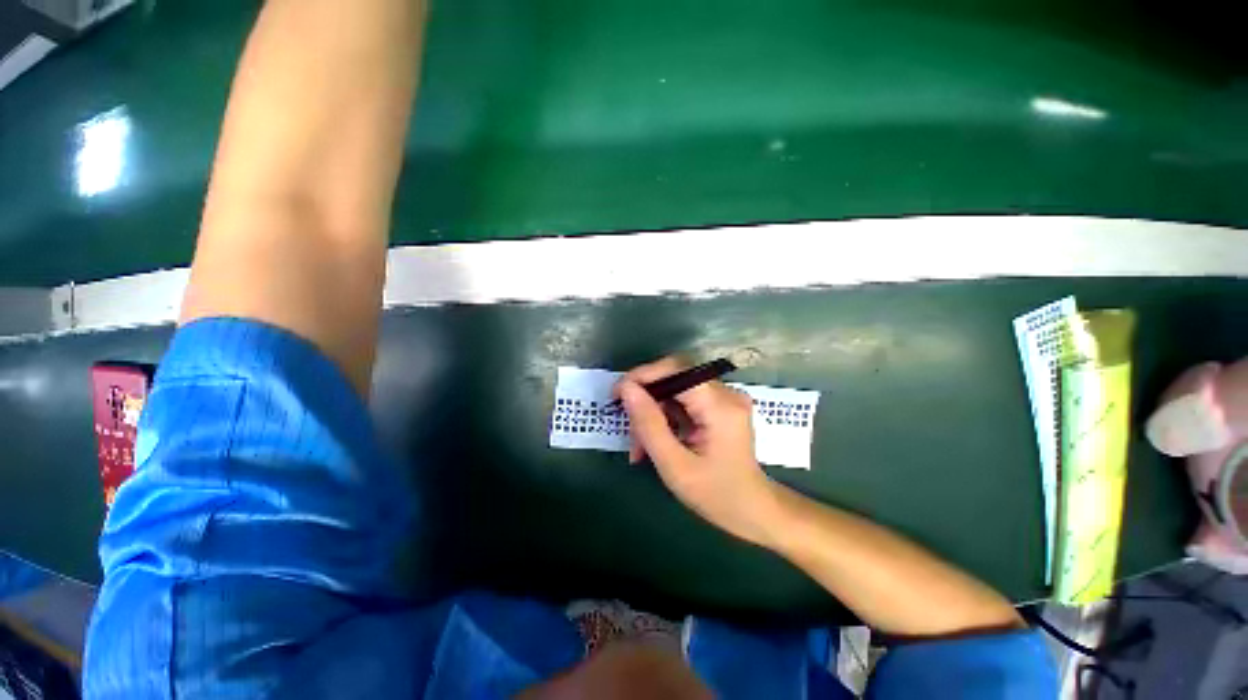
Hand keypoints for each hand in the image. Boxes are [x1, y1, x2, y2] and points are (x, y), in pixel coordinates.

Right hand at [617, 358, 779, 546]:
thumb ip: (649, 425)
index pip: (676, 370)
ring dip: (653, 413)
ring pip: (675, 390)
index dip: (643, 375)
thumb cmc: (716, 496)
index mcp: (720, 407)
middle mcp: (726, 393)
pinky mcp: (721, 406)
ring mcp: (725, 398)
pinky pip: (684, 401)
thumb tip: (627, 389)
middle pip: (675, 378)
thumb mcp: (675, 465)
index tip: (617, 394)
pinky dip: (665, 418)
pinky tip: (654, 441)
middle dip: (646, 400)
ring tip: (639, 446)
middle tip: (628, 429)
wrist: (753, 511)